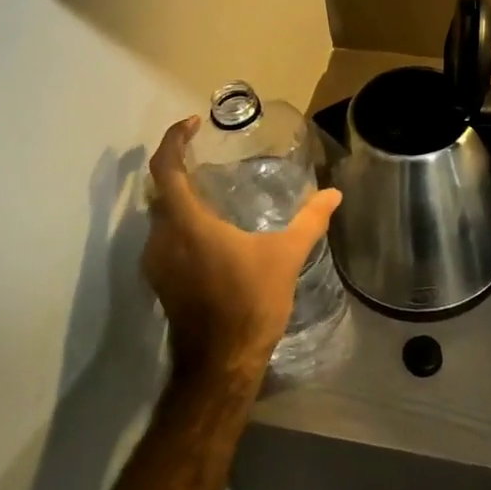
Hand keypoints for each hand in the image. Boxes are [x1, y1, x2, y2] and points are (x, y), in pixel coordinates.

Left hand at [144, 117, 342, 394]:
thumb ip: (309, 221)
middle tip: (207, 154)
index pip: (166, 169)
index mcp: (187, 225)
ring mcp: (156, 263)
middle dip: (179, 167)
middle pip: (160, 190)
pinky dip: (181, 223)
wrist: (220, 365)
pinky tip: (211, 230)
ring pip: (161, 216)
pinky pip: (165, 237)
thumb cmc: (250, 303)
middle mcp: (162, 238)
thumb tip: (334, 194)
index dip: (174, 140)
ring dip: (180, 197)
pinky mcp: (160, 281)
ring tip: (213, 189)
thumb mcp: (285, 257)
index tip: (193, 124)